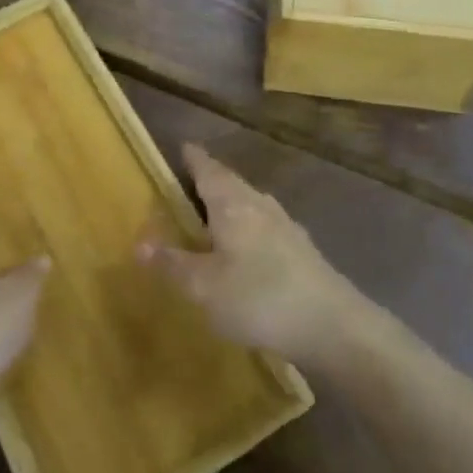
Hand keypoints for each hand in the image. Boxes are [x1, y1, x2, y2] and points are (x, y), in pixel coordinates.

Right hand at [138, 145, 370, 370]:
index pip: (208, 168)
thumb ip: (172, 264)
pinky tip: (248, 248)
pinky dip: (249, 226)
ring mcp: (286, 225)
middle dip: (210, 179)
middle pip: (231, 182)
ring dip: (231, 202)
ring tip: (214, 213)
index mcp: (232, 204)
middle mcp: (259, 204)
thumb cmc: (260, 297)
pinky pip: (265, 225)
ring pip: (250, 202)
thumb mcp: (204, 287)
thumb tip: (138, 243)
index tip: (182, 147)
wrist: (334, 325)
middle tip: (190, 181)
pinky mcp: (302, 249)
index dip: (193, 158)